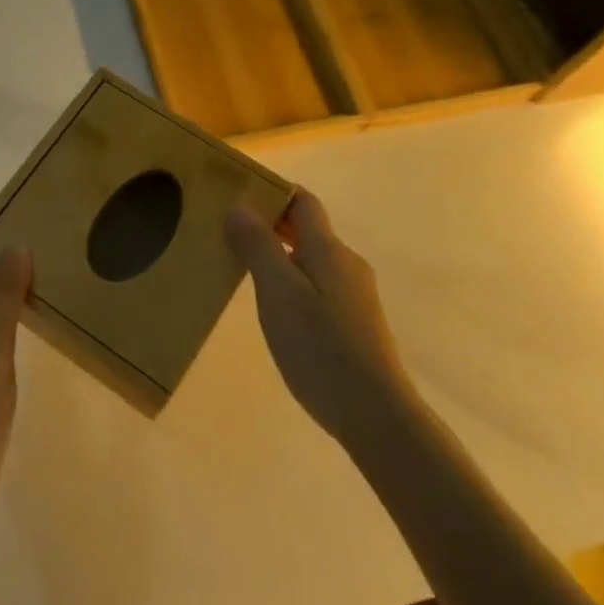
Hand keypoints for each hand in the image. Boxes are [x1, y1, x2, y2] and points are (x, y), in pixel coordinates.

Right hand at [226, 190, 415, 447]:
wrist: (375, 414)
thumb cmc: (320, 347)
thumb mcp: (279, 293)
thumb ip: (259, 247)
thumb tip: (239, 206)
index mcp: (328, 250)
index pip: (303, 201)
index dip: (273, 191)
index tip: (237, 192)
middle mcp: (346, 264)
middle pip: (307, 228)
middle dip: (270, 222)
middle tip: (228, 229)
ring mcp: (353, 296)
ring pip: (311, 259)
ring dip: (279, 253)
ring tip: (241, 266)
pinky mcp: (354, 323)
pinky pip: (317, 285)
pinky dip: (291, 281)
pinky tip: (273, 306)